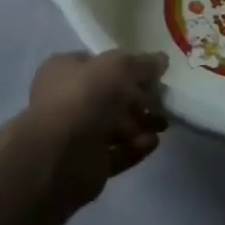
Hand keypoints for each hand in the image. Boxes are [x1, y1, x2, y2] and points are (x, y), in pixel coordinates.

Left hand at [22, 51, 168, 207]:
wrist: (61, 155)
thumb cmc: (85, 97)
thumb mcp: (119, 66)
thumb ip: (142, 63)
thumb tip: (162, 60)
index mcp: (64, 70)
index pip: (98, 62)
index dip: (125, 65)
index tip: (151, 73)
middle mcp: (67, 100)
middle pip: (110, 96)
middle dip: (138, 99)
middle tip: (162, 101)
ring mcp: (76, 135)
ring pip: (115, 126)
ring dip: (140, 124)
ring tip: (163, 125)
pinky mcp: (88, 165)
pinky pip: (117, 152)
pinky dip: (135, 147)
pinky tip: (153, 143)